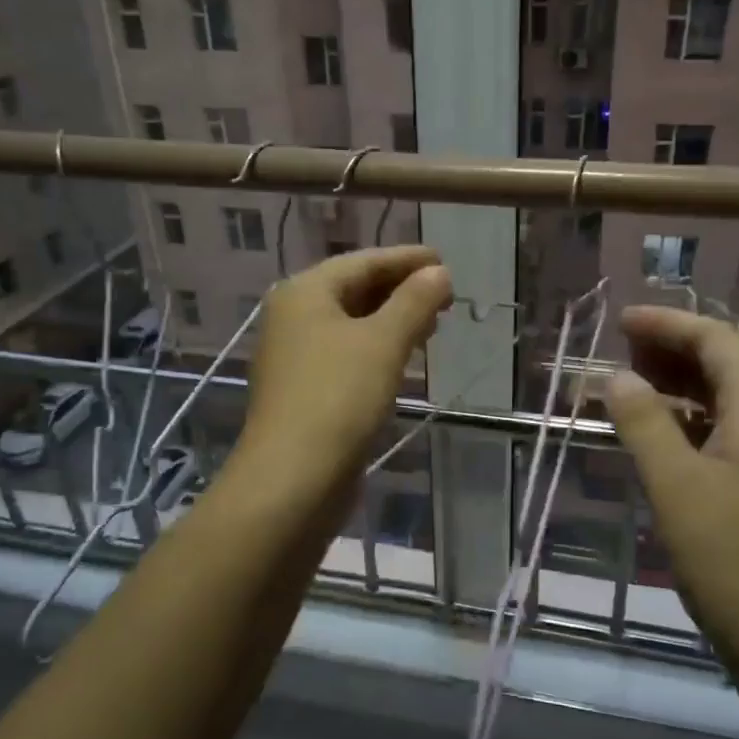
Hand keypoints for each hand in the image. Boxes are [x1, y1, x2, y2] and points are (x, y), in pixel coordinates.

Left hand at [235, 246, 451, 487]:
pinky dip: (377, 348)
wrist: (292, 478)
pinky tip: (403, 359)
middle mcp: (293, 317)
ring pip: (351, 324)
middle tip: (446, 297)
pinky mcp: (304, 390)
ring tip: (433, 325)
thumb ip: (414, 302)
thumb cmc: (339, 397)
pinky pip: (347, 354)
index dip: (406, 259)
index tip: (445, 261)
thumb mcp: (384, 342)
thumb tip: (438, 272)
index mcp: (305, 293)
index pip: (363, 262)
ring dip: (392, 320)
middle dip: (401, 290)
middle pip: (354, 290)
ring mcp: (295, 356)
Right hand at [607, 307, 738, 684]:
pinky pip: (738, 427)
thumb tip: (617, 376)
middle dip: (681, 343)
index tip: (620, 321)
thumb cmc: (737, 564)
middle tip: (628, 349)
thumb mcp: (677, 489)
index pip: (717, 338)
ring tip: (639, 384)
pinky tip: (669, 434)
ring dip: (689, 378)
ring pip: (737, 394)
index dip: (668, 323)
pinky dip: (699, 415)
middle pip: (735, 357)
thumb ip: (645, 424)